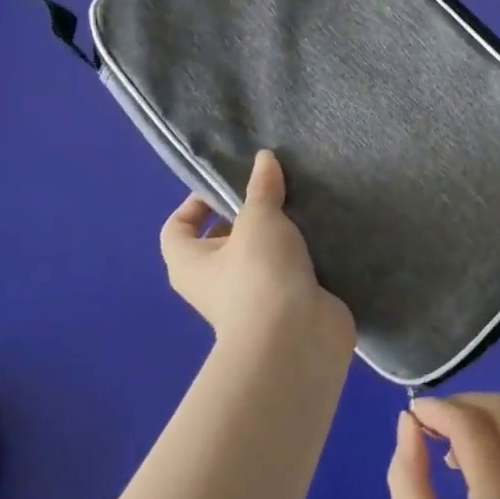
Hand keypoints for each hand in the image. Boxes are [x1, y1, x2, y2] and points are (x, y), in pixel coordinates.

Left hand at [159, 150, 351, 348]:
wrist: (296, 339)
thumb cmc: (259, 274)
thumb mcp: (259, 219)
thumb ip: (262, 188)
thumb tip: (264, 158)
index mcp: (190, 263)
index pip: (177, 228)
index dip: (195, 203)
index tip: (227, 184)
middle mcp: (214, 283)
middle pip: (222, 241)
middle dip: (247, 216)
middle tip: (274, 190)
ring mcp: (251, 299)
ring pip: (260, 257)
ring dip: (279, 236)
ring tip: (302, 206)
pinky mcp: (286, 307)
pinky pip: (289, 273)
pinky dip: (302, 257)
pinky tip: (322, 234)